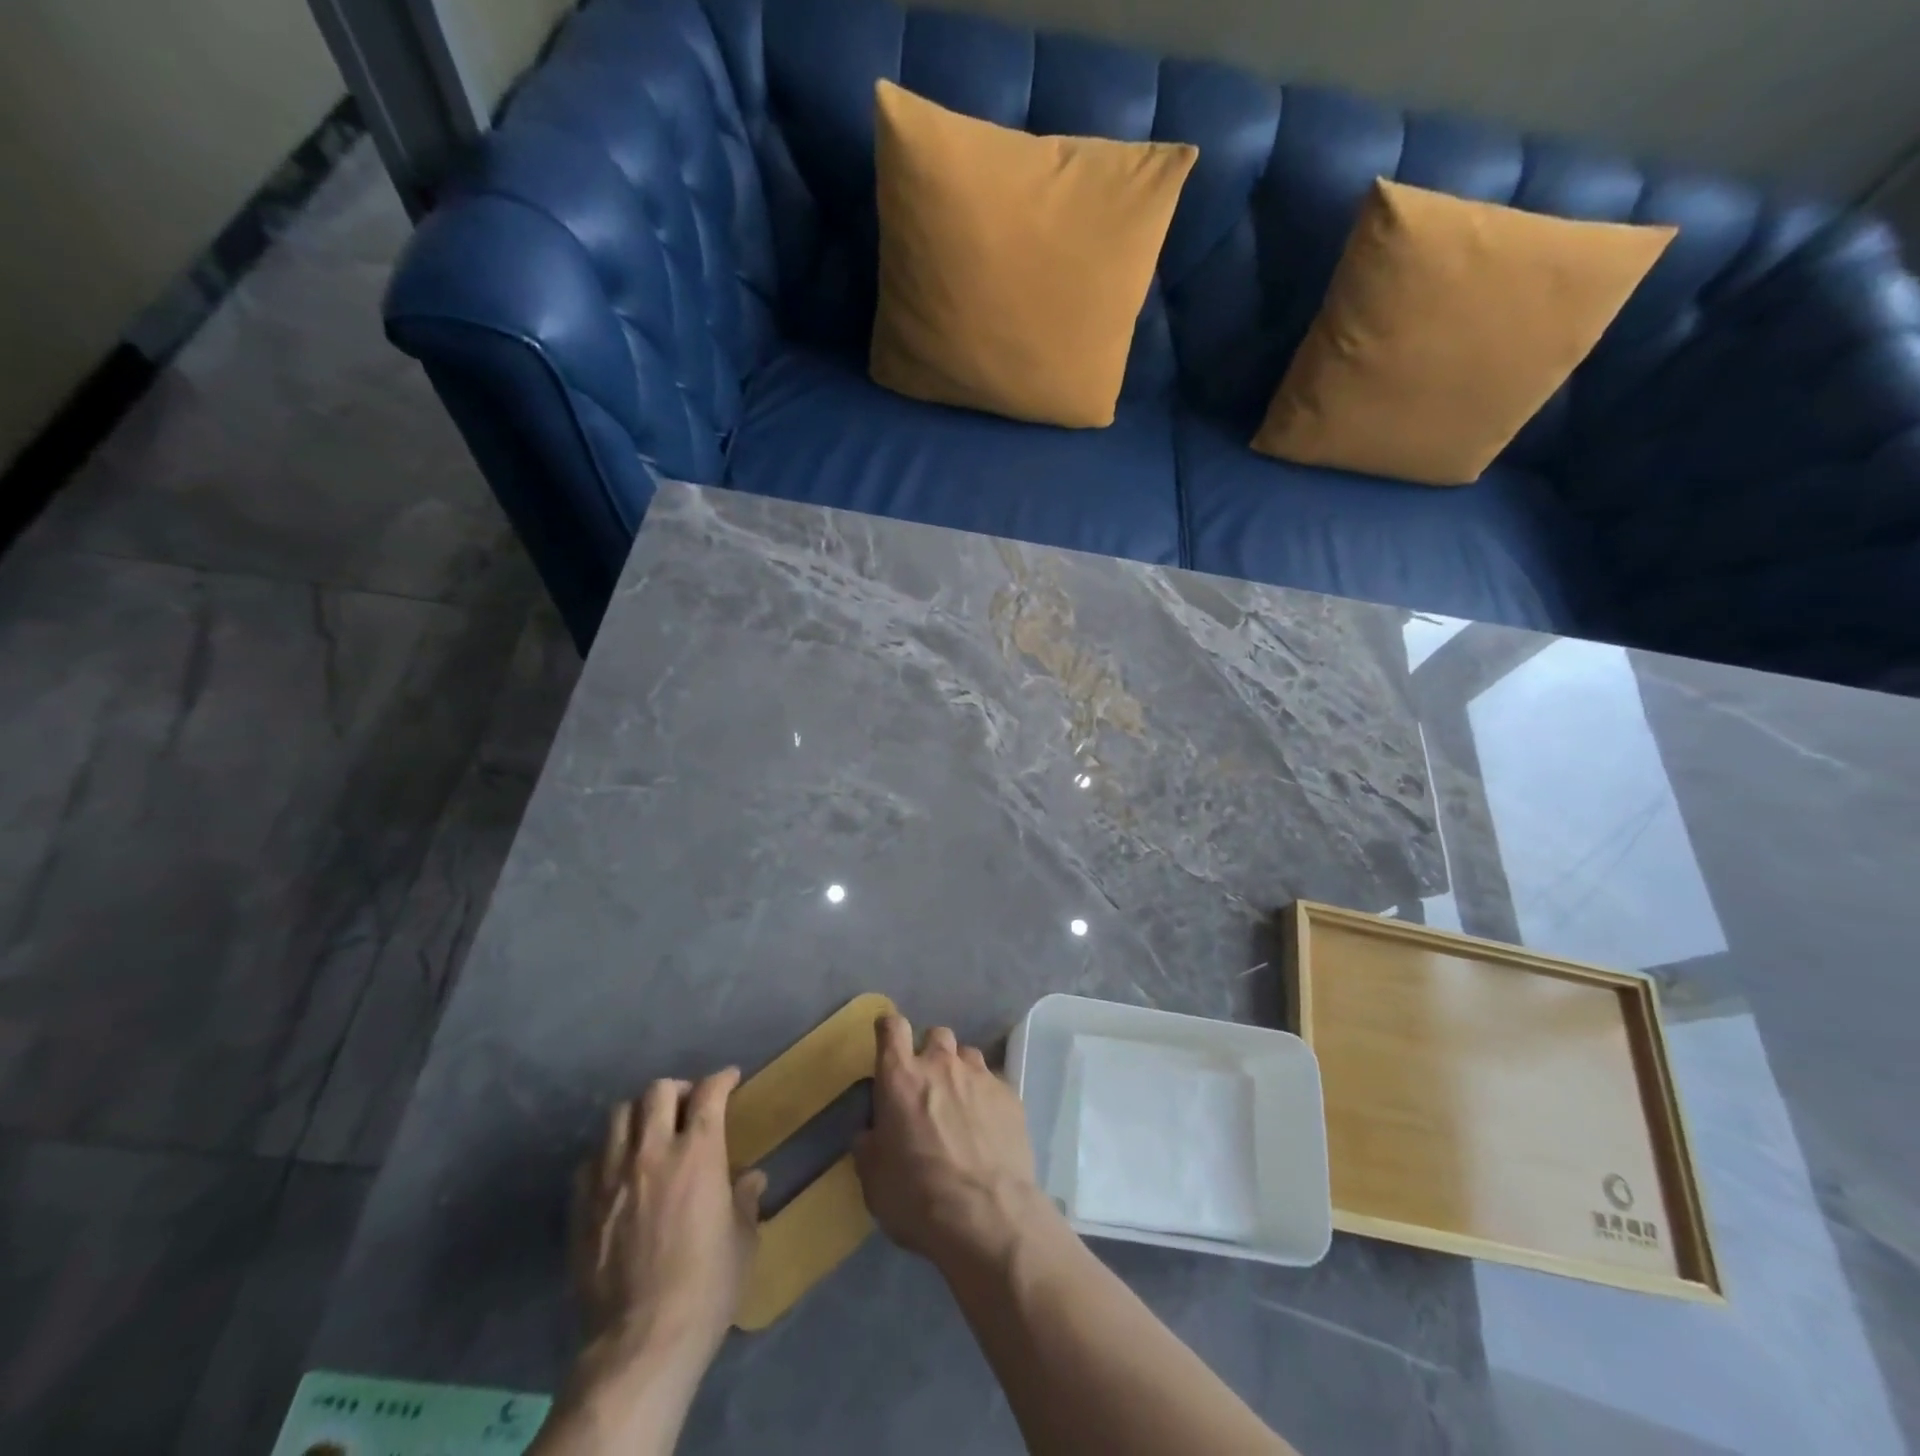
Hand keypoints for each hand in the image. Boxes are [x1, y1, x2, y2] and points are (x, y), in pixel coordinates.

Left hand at [570, 1071, 766, 1371]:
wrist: (641, 1343)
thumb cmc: (706, 1288)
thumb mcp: (743, 1241)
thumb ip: (745, 1201)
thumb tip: (751, 1179)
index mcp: (698, 1153)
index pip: (709, 1093)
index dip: (721, 1079)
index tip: (730, 1079)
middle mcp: (653, 1152)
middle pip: (658, 1091)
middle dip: (678, 1089)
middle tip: (688, 1104)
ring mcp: (612, 1177)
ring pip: (619, 1115)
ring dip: (639, 1114)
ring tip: (650, 1130)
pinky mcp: (583, 1207)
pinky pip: (591, 1159)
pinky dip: (609, 1152)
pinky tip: (619, 1170)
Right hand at [854, 1015, 1060, 1276]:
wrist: (987, 1215)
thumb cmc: (917, 1197)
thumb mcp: (874, 1180)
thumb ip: (869, 1147)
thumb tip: (870, 1134)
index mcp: (901, 1078)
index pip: (892, 1028)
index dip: (889, 1029)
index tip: (888, 1038)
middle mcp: (940, 1065)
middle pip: (935, 1035)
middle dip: (930, 1051)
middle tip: (927, 1084)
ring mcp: (980, 1076)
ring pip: (967, 1054)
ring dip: (960, 1071)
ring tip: (961, 1103)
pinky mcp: (1010, 1095)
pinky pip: (994, 1082)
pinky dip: (986, 1097)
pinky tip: (988, 1126)